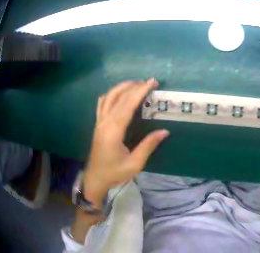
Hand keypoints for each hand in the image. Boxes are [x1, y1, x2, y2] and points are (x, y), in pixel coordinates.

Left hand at [84, 78, 168, 206]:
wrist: (95, 178)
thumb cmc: (114, 173)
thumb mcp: (134, 164)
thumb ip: (148, 146)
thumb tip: (164, 131)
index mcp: (114, 130)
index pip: (128, 104)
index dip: (140, 91)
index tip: (152, 82)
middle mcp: (105, 121)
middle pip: (119, 96)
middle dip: (134, 86)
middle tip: (149, 81)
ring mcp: (99, 121)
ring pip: (109, 96)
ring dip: (122, 87)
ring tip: (135, 84)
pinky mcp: (97, 123)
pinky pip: (102, 102)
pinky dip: (111, 94)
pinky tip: (117, 94)